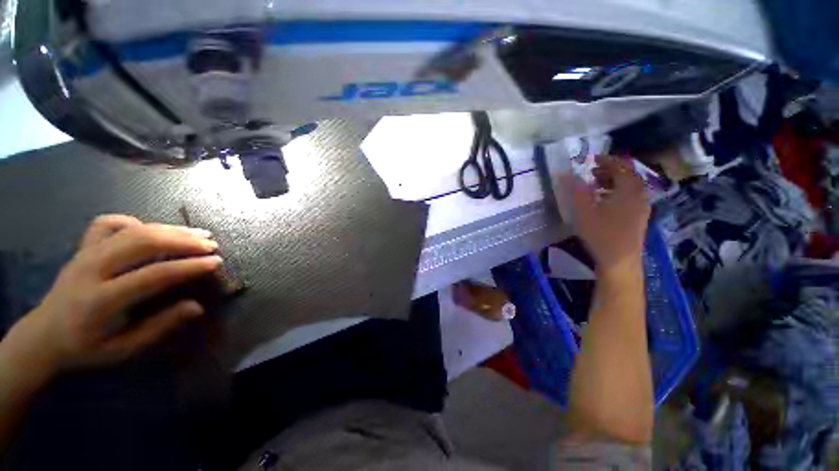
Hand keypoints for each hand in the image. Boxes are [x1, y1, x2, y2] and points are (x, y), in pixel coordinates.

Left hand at [2, 214, 222, 376]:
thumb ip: (159, 327)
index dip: (189, 267)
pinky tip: (150, 230)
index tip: (216, 263)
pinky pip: (110, 223)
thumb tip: (196, 307)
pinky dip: (135, 222)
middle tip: (211, 245)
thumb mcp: (123, 350)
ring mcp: (85, 254)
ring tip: (198, 233)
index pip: (152, 275)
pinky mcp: (83, 246)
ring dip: (170, 229)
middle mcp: (91, 269)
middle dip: (183, 241)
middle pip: (142, 242)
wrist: (43, 335)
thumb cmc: (86, 348)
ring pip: (132, 229)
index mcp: (99, 301)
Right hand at [565, 157, 649, 273]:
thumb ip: (575, 190)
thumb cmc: (601, 234)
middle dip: (610, 170)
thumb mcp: (584, 210)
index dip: (607, 160)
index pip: (621, 167)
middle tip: (592, 171)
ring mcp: (641, 208)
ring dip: (613, 182)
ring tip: (596, 185)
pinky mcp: (638, 218)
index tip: (593, 158)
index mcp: (629, 190)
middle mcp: (639, 195)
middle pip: (628, 176)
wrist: (619, 261)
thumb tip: (563, 173)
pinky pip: (630, 197)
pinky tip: (604, 202)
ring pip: (630, 187)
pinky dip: (617, 193)